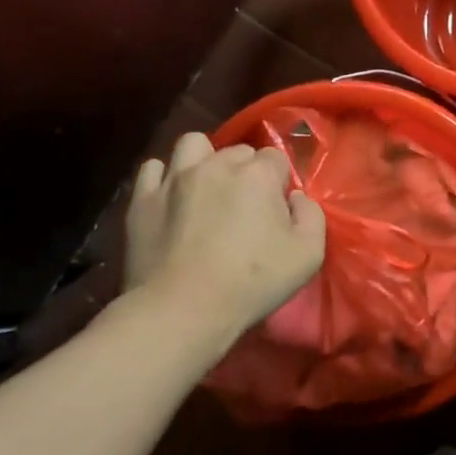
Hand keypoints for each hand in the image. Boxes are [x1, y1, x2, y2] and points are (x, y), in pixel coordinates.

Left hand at [124, 132, 325, 337]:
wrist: (182, 310)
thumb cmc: (252, 283)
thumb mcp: (308, 255)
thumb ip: (312, 216)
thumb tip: (296, 198)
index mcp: (258, 175)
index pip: (276, 158)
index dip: (279, 182)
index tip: (277, 209)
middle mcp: (216, 165)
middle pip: (238, 152)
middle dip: (246, 171)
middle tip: (245, 205)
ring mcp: (175, 178)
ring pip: (193, 145)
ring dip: (204, 159)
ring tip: (206, 187)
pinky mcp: (143, 198)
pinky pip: (153, 169)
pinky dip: (164, 177)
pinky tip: (172, 197)